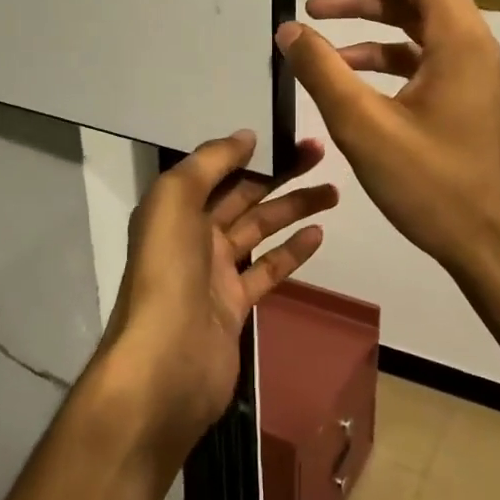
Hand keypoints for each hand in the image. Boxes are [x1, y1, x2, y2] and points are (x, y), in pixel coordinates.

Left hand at [100, 131, 335, 457]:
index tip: (287, 136)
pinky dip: (292, 252)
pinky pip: (267, 270)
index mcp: (175, 209)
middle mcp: (193, 235)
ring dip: (293, 209)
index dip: (251, 151)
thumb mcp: (175, 200)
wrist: (167, 363)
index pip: (217, 170)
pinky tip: (318, 234)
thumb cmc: (169, 272)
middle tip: (321, 155)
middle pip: (243, 195)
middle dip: (280, 174)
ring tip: (333, 192)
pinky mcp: (235, 305)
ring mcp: (215, 272)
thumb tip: (245, 136)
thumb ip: (209, 163)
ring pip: (259, 230)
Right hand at [276, 0, 499, 283]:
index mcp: (456, 35)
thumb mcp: (366, 128)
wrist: (488, 243)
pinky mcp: (453, 91)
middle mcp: (466, 39)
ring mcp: (462, 66)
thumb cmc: (434, 187)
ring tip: (312, 15)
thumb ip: (322, 73)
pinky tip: (338, 65)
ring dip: (363, 8)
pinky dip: (375, 48)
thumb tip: (287, 30)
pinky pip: (411, 50)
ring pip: (410, 14)